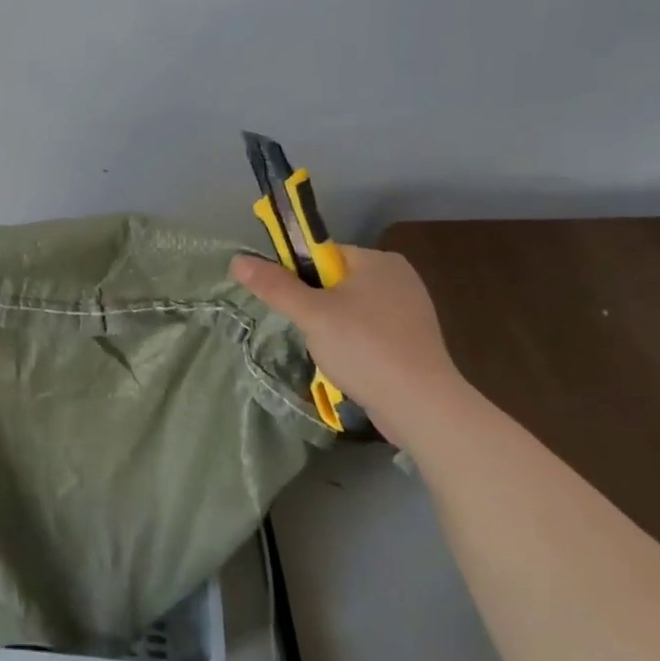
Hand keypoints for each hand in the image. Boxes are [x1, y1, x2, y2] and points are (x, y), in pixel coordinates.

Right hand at [231, 246, 462, 437]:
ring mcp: (410, 310)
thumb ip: (274, 286)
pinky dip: (355, 344)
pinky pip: (370, 331)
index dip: (299, 276)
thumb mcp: (311, 314)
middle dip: (316, 306)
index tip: (292, 304)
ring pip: (351, 309)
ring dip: (333, 328)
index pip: (323, 254)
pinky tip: (351, 365)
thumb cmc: (364, 348)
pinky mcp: (413, 341)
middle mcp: (399, 277)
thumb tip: (237, 260)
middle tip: (310, 331)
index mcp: (378, 261)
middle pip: (335, 281)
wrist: (421, 406)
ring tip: (331, 353)